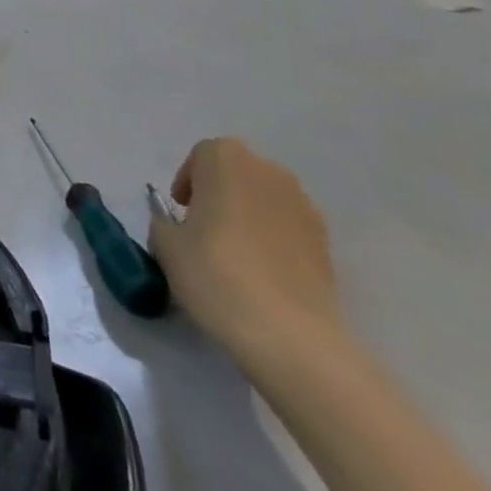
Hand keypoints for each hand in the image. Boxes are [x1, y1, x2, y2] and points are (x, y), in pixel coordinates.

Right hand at [148, 138, 340, 369]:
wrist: (290, 334)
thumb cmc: (216, 273)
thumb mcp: (166, 246)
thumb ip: (164, 224)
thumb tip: (176, 227)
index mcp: (226, 160)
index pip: (201, 156)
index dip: (188, 181)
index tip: (181, 212)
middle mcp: (268, 171)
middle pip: (236, 173)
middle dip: (219, 194)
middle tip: (203, 230)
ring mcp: (303, 206)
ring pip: (264, 200)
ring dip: (248, 216)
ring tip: (234, 255)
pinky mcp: (326, 243)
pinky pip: (288, 229)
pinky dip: (273, 241)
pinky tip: (261, 275)